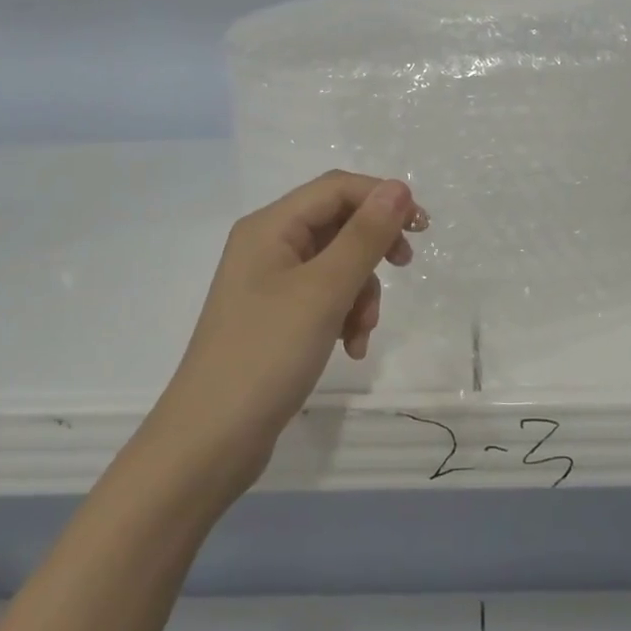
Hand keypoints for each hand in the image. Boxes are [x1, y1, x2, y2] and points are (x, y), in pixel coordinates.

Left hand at [149, 171, 425, 490]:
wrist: (210, 443)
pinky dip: (344, 315)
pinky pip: (323, 297)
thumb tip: (398, 187)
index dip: (381, 198)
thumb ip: (364, 236)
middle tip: (404, 266)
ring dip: (360, 292)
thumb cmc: (266, 355)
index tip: (421, 228)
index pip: (336, 188)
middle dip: (372, 249)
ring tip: (362, 331)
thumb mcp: (324, 291)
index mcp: (270, 227)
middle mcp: (267, 245)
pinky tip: (350, 347)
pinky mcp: (275, 317)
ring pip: (336, 263)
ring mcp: (269, 283)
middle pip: (337, 223)